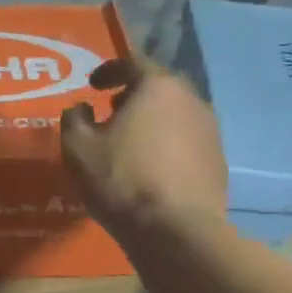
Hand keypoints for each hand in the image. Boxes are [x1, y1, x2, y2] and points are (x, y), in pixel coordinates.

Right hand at [61, 56, 227, 241]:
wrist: (176, 230)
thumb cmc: (122, 180)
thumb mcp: (78, 149)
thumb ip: (74, 120)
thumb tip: (81, 108)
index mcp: (158, 87)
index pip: (133, 62)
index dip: (109, 70)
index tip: (93, 85)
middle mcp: (191, 99)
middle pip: (159, 87)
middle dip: (133, 95)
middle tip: (111, 112)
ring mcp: (210, 131)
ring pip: (175, 114)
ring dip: (152, 121)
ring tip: (129, 143)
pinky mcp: (218, 161)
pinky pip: (186, 141)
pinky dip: (166, 144)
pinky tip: (150, 168)